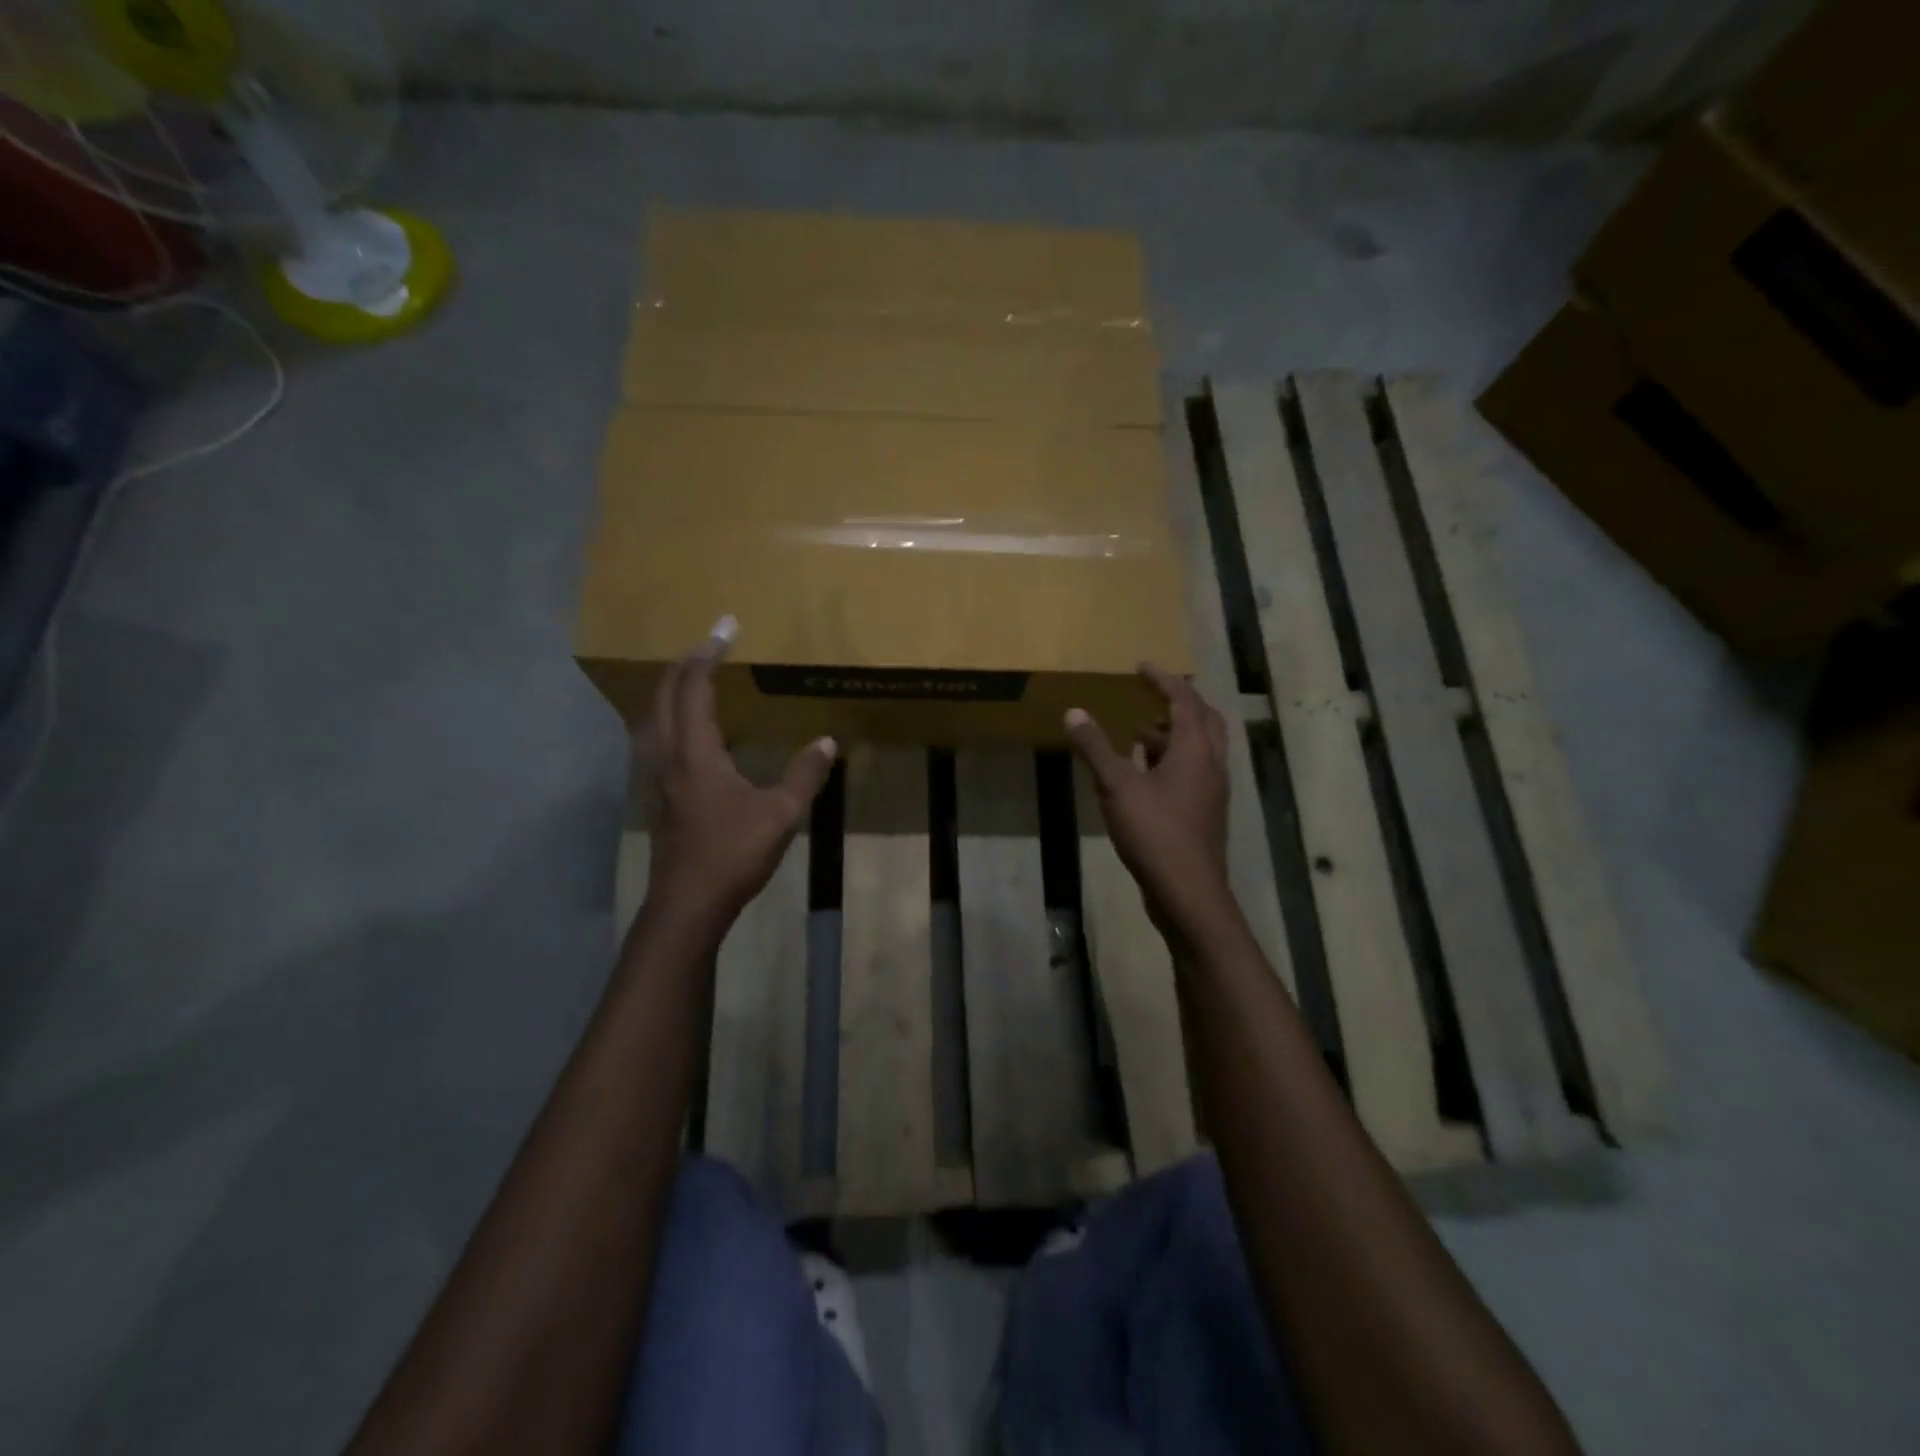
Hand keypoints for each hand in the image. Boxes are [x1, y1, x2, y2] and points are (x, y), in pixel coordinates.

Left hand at [636, 618, 836, 935]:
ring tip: (693, 677)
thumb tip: (827, 742)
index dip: (708, 654)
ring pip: (652, 717)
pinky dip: (667, 716)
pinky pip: (654, 738)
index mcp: (695, 752)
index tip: (726, 627)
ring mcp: (656, 776)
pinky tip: (686, 730)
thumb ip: (804, 775)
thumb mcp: (781, 814)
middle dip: (685, 663)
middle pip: (664, 695)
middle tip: (710, 644)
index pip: (694, 688)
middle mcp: (667, 755)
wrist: (687, 904)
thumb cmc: (732, 855)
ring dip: (670, 689)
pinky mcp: (658, 794)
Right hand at [1065, 664, 1236, 940]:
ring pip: (1202, 748)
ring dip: (1176, 733)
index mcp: (1196, 750)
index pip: (1185, 700)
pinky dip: (1173, 760)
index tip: (1142, 667)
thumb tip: (1074, 712)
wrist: (1188, 892)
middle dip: (1180, 701)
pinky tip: (1145, 774)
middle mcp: (1212, 765)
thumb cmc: (1154, 832)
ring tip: (1141, 731)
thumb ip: (1095, 748)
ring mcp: (1212, 791)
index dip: (1164, 680)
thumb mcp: (1116, 787)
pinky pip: (1194, 772)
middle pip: (1205, 720)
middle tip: (1153, 693)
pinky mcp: (1205, 813)